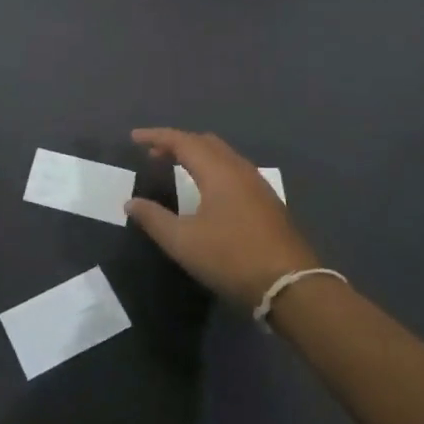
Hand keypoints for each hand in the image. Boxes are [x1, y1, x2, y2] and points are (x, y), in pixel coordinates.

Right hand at [124, 128, 318, 310]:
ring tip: (176, 168)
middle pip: (205, 142)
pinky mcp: (268, 202)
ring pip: (223, 155)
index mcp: (218, 171)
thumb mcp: (183, 242)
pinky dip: (212, 168)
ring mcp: (258, 185)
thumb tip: (131, 202)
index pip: (182, 141)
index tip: (134, 138)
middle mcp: (239, 169)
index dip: (156, 136)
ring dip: (197, 155)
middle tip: (153, 154)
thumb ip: (154, 219)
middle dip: (177, 143)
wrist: (292, 286)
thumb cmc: (232, 258)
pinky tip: (207, 190)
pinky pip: (234, 170)